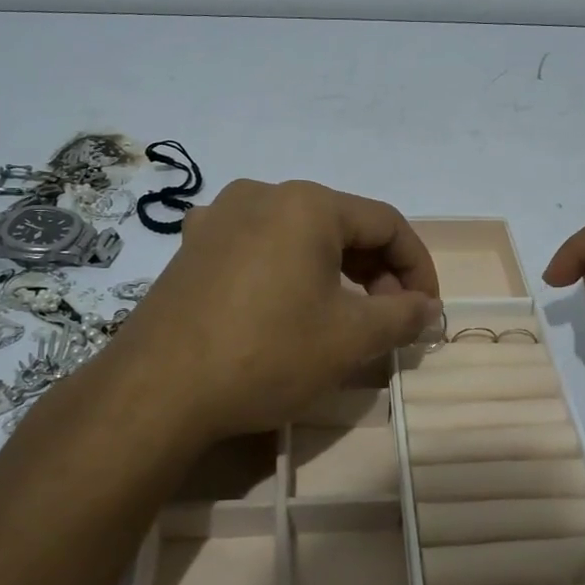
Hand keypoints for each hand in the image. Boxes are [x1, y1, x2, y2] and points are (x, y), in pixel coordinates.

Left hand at [100, 180, 440, 443]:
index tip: (427, 311)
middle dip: (376, 271)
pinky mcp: (193, 246)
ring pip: (300, 236)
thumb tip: (428, 308)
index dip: (418, 267)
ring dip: (336, 272)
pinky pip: (259, 247)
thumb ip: (402, 315)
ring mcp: (220, 217)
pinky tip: (286, 306)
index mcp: (308, 203)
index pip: (387, 224)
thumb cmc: (267, 354)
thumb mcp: (350, 338)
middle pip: (343, 225)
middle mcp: (263, 194)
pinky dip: (290, 272)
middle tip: (388, 320)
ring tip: (343, 317)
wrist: (157, 391)